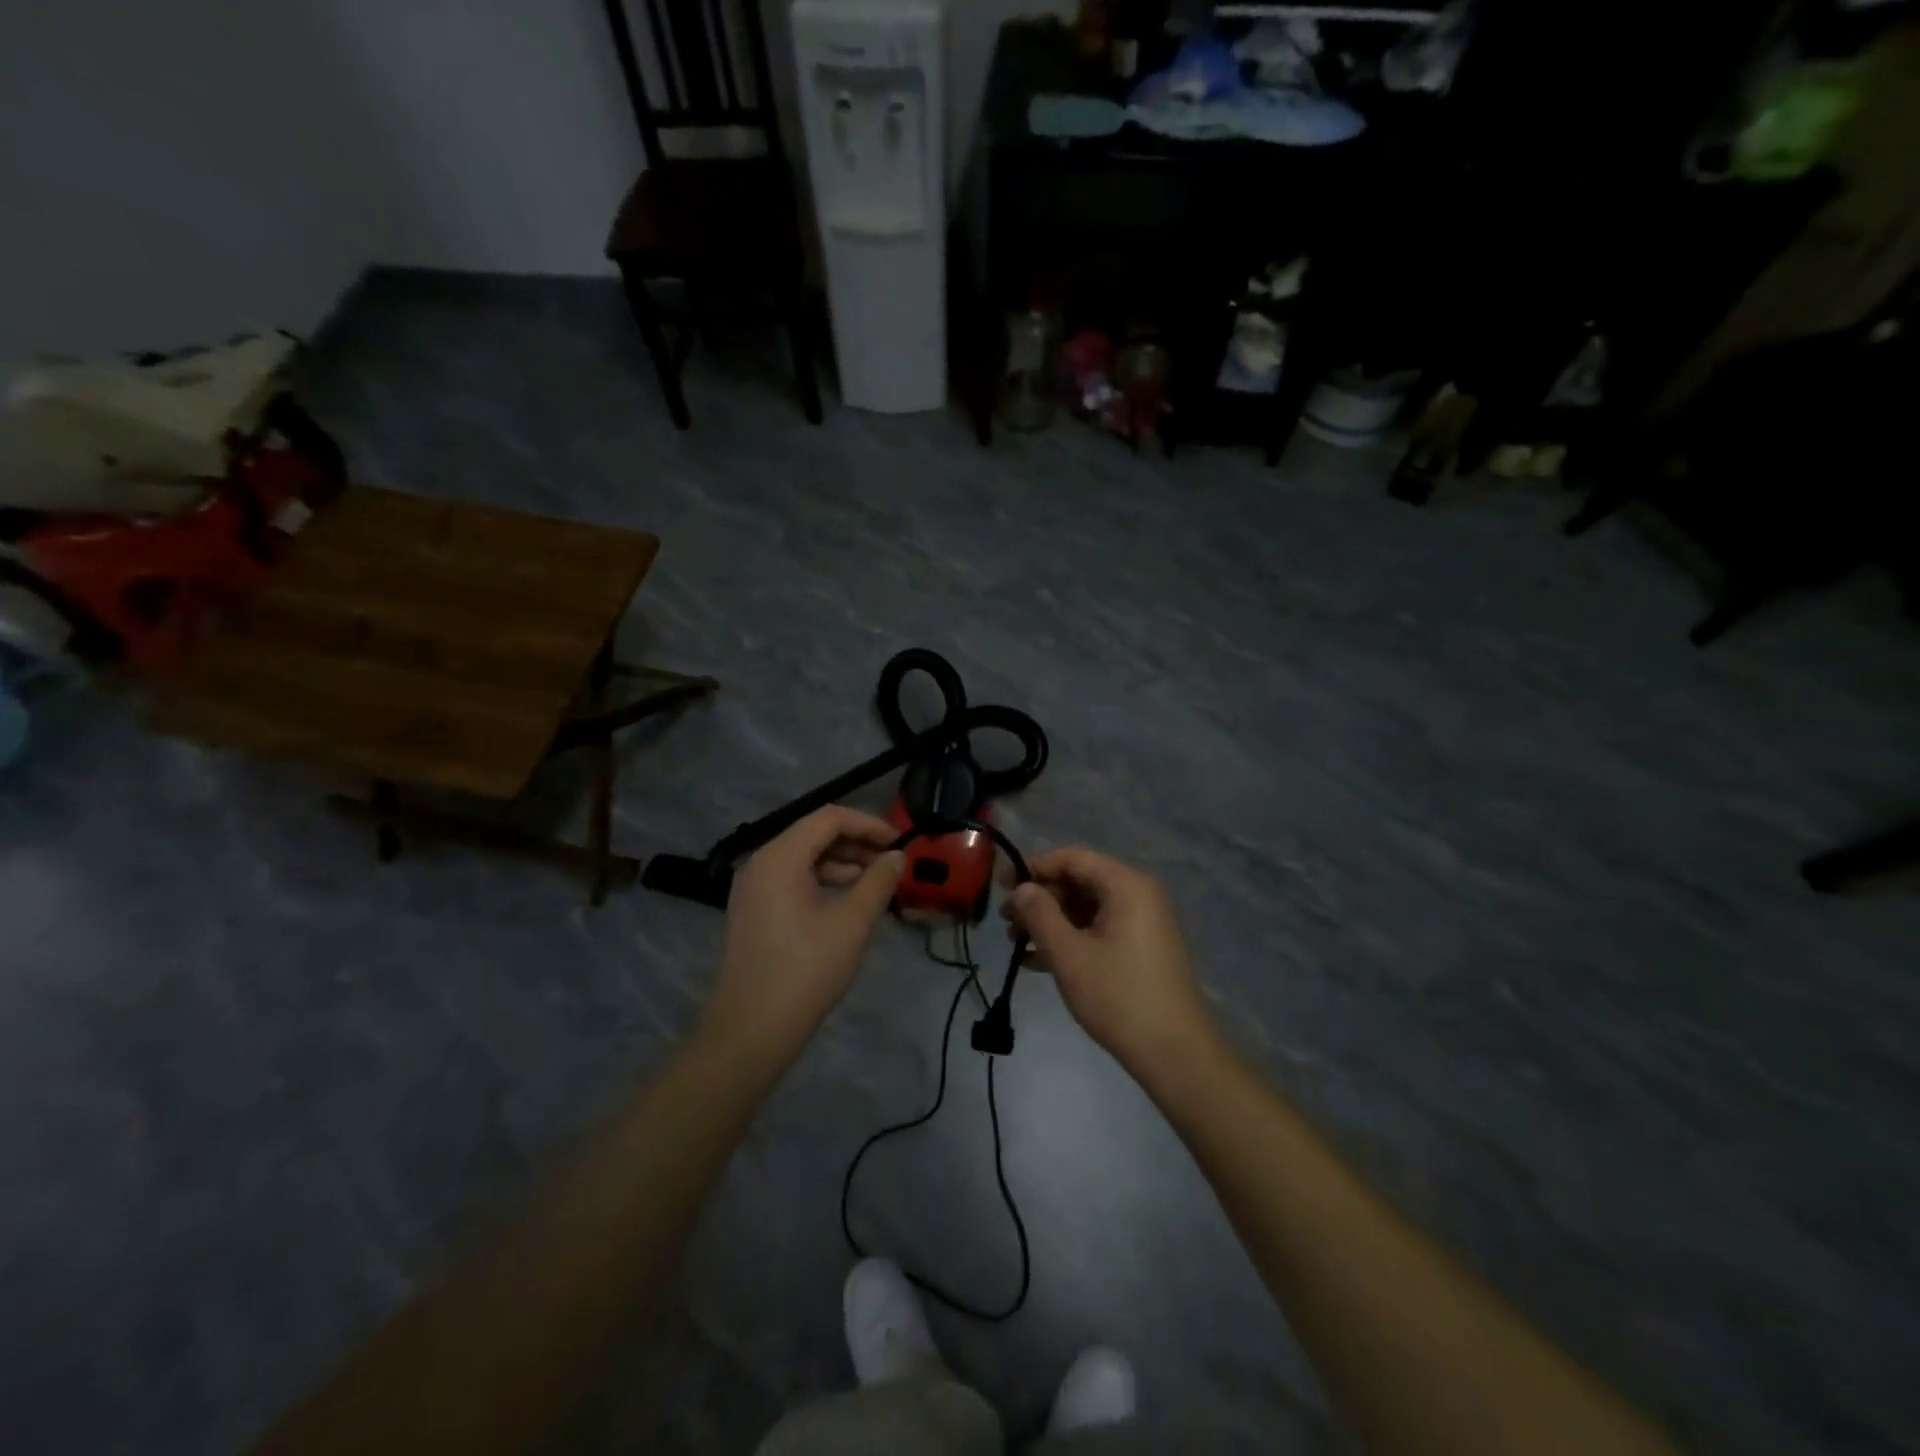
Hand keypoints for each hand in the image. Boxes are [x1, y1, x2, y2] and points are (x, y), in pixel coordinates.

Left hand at [701, 807, 904, 1061]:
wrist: (751, 1031)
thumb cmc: (805, 972)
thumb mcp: (852, 924)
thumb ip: (878, 882)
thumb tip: (898, 856)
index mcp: (780, 857)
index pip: (829, 818)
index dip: (868, 823)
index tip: (899, 841)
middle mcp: (761, 862)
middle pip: (814, 834)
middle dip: (856, 843)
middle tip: (892, 862)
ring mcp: (753, 887)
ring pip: (803, 857)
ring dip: (841, 863)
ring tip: (876, 883)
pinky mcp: (754, 909)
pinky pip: (792, 879)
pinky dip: (822, 881)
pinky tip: (847, 902)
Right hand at [1004, 848, 1220, 1079]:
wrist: (1175, 1053)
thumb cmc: (1119, 996)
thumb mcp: (1069, 954)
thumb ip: (1040, 914)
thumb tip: (1021, 888)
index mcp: (1126, 885)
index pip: (1072, 858)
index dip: (1034, 867)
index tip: (1001, 885)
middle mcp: (1137, 894)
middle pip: (1079, 881)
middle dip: (1040, 899)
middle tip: (1006, 920)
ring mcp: (1141, 922)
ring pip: (1086, 908)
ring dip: (1050, 921)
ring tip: (1015, 942)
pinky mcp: (1140, 948)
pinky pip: (1098, 929)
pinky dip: (1070, 939)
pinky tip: (1036, 961)